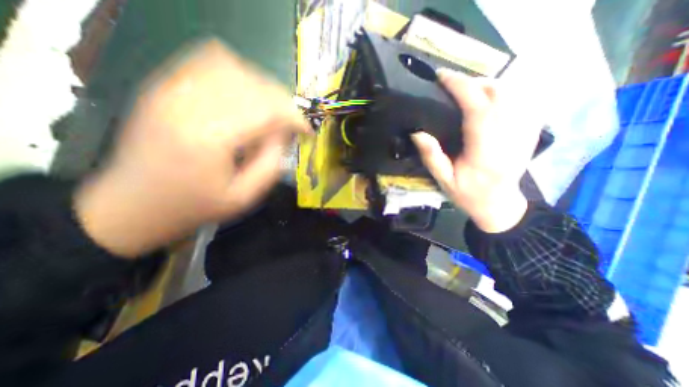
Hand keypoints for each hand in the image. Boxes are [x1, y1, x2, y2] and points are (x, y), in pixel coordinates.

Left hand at [74, 39, 306, 256]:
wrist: (133, 204)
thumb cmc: (195, 207)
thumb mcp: (245, 197)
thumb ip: (272, 163)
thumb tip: (285, 134)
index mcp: (210, 138)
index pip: (267, 109)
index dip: (294, 117)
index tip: (307, 131)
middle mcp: (188, 104)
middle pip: (253, 84)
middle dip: (283, 103)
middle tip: (291, 124)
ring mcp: (171, 89)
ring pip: (234, 67)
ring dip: (262, 88)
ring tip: (271, 111)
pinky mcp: (164, 86)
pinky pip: (207, 60)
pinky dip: (237, 73)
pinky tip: (245, 95)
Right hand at [411, 70, 539, 233]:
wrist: (499, 205)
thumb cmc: (468, 195)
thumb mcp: (444, 181)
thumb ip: (432, 157)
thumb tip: (417, 132)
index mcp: (485, 152)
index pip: (478, 109)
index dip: (461, 87)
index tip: (442, 76)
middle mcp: (509, 138)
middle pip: (498, 94)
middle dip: (472, 82)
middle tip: (450, 85)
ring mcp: (524, 132)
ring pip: (512, 93)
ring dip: (486, 85)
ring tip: (465, 91)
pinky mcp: (529, 131)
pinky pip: (521, 100)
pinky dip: (502, 92)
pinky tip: (487, 99)